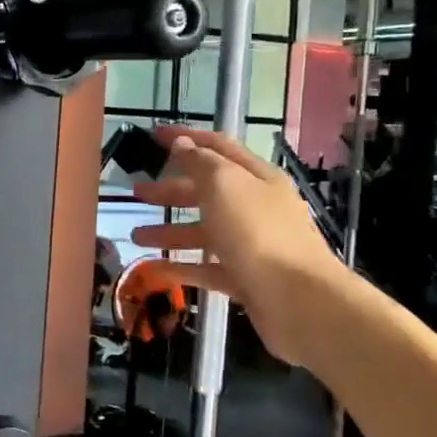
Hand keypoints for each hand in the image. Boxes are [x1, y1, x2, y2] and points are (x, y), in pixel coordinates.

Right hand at [131, 127, 340, 365]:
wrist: (300, 301)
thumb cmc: (258, 233)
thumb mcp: (225, 185)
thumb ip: (200, 163)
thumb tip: (183, 144)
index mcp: (256, 177)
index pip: (218, 147)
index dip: (187, 138)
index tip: (155, 135)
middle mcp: (256, 207)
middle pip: (209, 191)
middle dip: (172, 190)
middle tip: (138, 192)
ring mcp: (252, 245)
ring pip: (205, 232)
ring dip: (170, 231)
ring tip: (137, 237)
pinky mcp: (246, 280)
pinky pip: (208, 268)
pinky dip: (182, 267)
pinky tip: (155, 269)